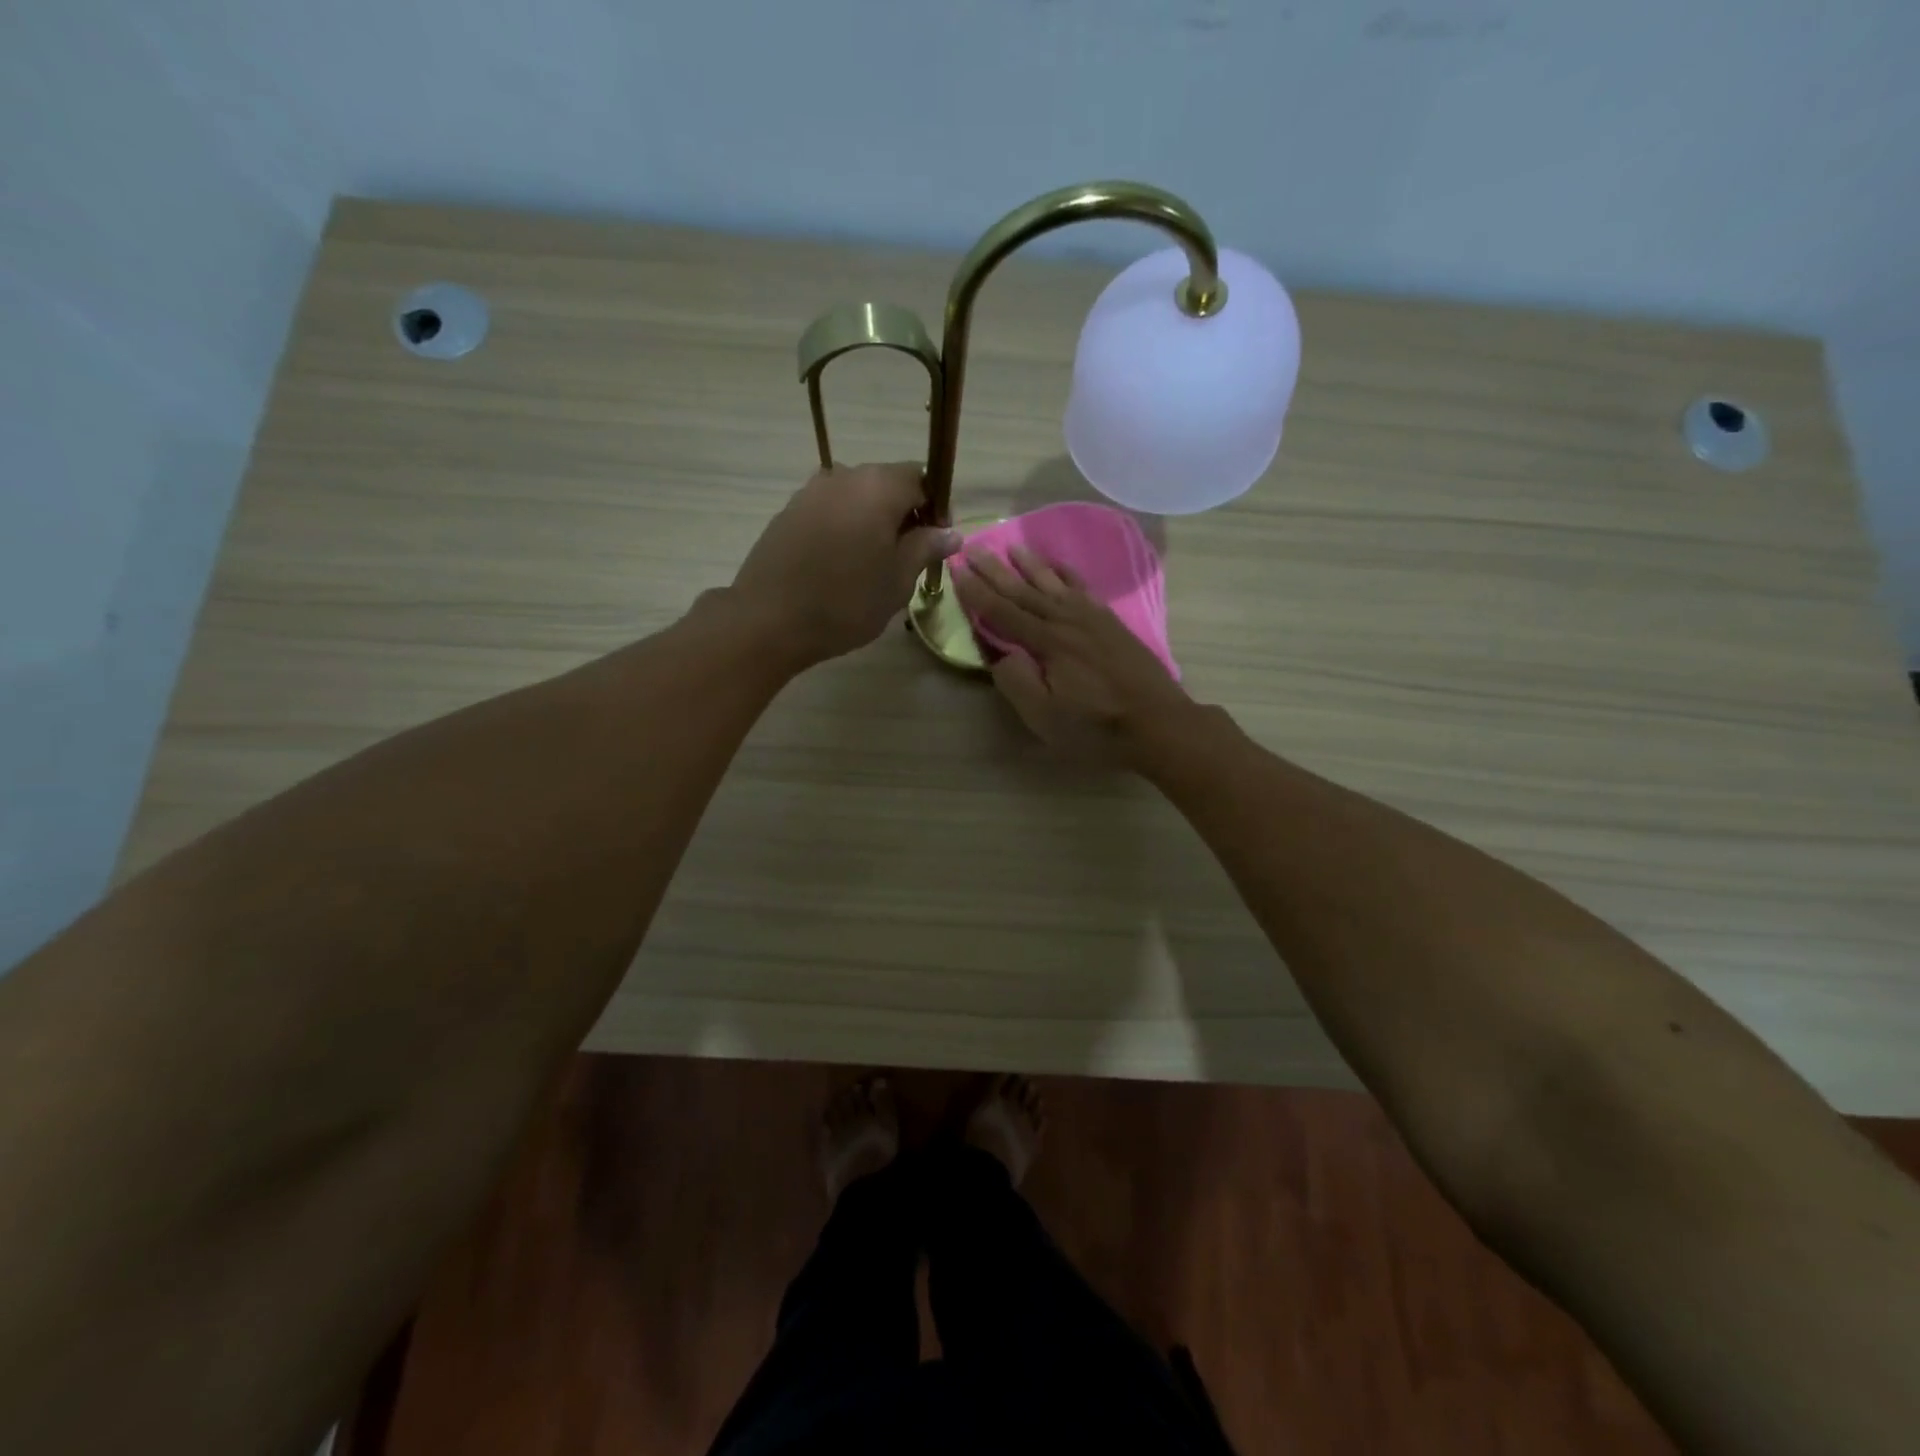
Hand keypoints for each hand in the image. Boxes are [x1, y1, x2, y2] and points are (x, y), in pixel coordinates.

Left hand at [730, 463, 961, 667]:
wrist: (768, 619)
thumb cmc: (846, 602)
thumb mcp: (898, 580)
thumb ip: (925, 548)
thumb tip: (950, 532)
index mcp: (878, 486)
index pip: (920, 479)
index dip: (934, 508)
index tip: (935, 543)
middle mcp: (844, 476)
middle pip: (886, 484)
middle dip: (902, 514)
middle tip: (907, 557)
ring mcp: (810, 492)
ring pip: (855, 498)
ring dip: (871, 521)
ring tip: (872, 564)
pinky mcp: (788, 512)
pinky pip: (829, 511)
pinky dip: (843, 528)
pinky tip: (840, 564)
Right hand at [952, 545, 1194, 763]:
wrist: (1158, 722)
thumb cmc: (1096, 727)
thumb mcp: (1045, 717)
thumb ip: (1016, 682)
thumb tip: (997, 653)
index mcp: (1047, 642)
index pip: (1002, 612)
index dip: (976, 592)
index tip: (955, 569)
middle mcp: (1067, 620)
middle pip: (1024, 590)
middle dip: (996, 570)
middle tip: (973, 546)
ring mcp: (1092, 618)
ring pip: (1054, 583)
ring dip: (1030, 564)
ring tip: (1012, 546)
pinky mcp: (1111, 623)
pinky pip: (1083, 588)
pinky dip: (1067, 574)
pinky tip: (1059, 567)